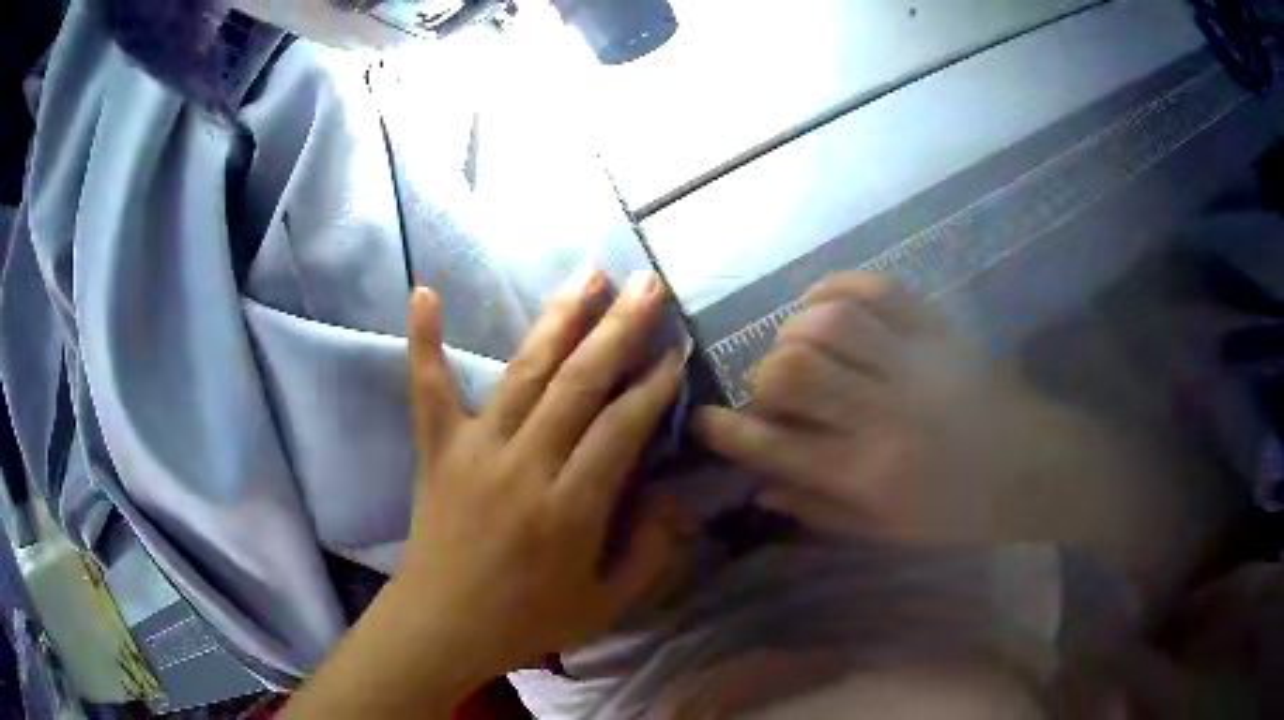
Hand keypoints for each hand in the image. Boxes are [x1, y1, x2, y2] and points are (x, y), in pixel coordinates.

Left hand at [396, 269, 683, 674]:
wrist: (440, 625)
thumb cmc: (525, 620)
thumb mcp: (605, 604)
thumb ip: (649, 551)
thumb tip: (673, 497)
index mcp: (569, 510)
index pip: (620, 430)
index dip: (653, 386)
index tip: (676, 350)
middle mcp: (524, 467)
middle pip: (579, 384)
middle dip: (620, 329)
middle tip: (648, 284)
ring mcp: (473, 450)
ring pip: (524, 371)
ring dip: (560, 318)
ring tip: (589, 272)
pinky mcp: (437, 449)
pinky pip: (429, 388)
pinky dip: (424, 340)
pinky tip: (424, 291)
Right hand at [694, 272, 1011, 542]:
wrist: (1034, 465)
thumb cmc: (961, 510)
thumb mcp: (888, 531)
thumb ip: (821, 508)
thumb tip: (762, 486)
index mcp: (870, 474)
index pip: (778, 448)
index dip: (730, 432)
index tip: (704, 421)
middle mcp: (884, 414)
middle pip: (793, 371)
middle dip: (765, 379)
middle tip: (775, 391)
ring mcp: (913, 361)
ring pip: (827, 321)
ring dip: (796, 332)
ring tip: (801, 349)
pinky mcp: (937, 327)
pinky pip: (873, 287)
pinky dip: (834, 289)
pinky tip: (826, 307)